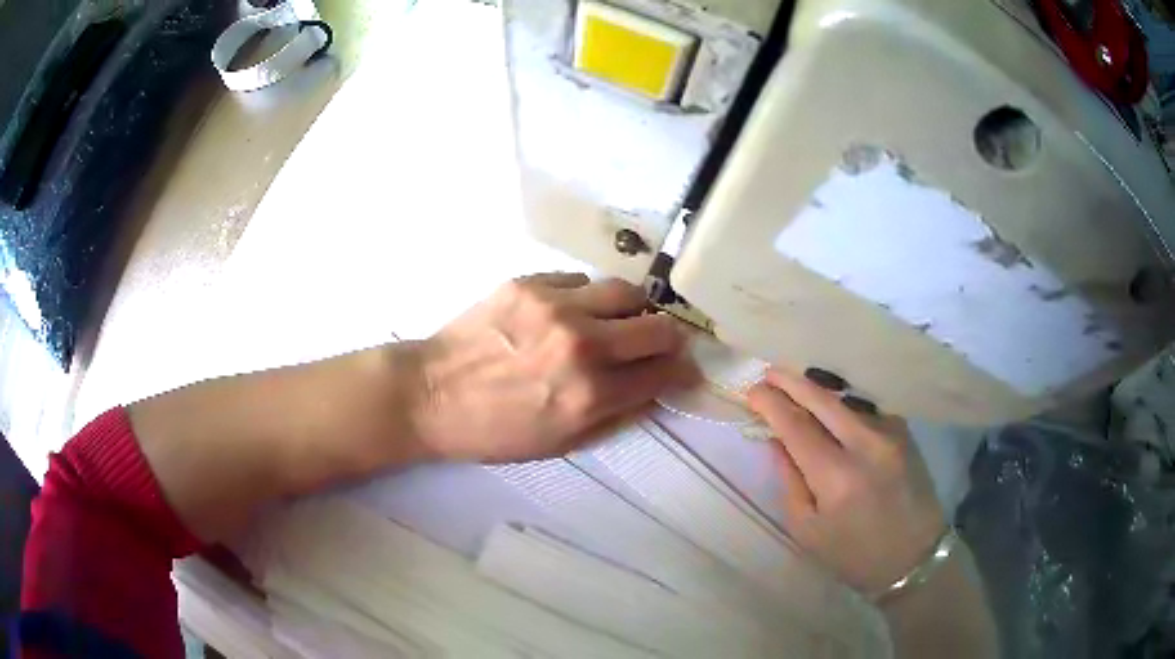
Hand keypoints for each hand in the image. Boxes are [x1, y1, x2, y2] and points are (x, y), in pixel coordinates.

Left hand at [412, 273, 697, 462]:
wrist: (430, 394)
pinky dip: (587, 298)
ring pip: (626, 292)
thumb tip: (655, 390)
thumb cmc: (493, 431)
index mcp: (591, 394)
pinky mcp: (530, 282)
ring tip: (617, 322)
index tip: (682, 370)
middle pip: (659, 327)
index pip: (664, 373)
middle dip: (669, 339)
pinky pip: (581, 280)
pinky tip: (568, 312)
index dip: (681, 372)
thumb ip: (616, 415)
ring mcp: (556, 306)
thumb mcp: (561, 443)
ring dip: (632, 310)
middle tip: (659, 344)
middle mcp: (582, 345)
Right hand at [747, 368, 945, 595]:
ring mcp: (890, 434)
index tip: (752, 392)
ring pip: (847, 398)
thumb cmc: (854, 555)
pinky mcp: (905, 431)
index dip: (771, 404)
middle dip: (792, 382)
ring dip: (818, 388)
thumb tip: (777, 442)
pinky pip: (867, 407)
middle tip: (769, 373)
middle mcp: (866, 445)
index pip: (796, 426)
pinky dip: (845, 401)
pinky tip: (833, 402)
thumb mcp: (808, 531)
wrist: (915, 556)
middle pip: (823, 400)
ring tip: (795, 383)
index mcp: (837, 477)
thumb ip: (790, 482)